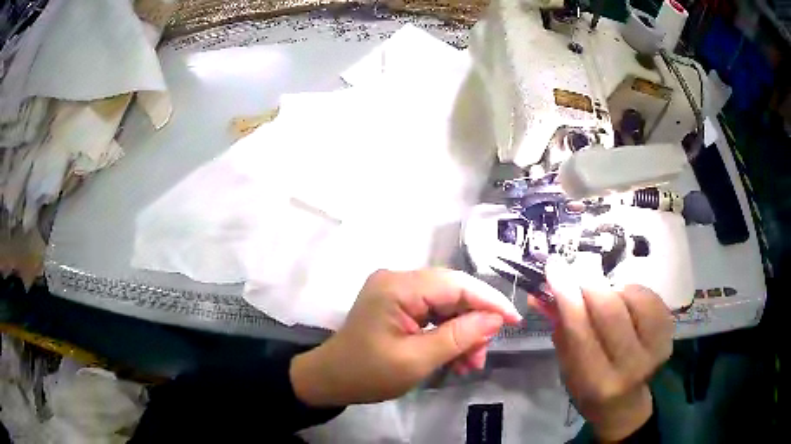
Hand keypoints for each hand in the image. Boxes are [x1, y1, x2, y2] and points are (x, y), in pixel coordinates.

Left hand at [290, 269, 521, 405]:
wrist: (331, 380)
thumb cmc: (367, 374)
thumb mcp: (416, 361)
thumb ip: (458, 337)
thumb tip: (495, 319)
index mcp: (398, 287)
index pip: (455, 284)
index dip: (489, 301)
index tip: (514, 320)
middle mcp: (398, 279)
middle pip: (453, 293)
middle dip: (474, 323)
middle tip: (482, 354)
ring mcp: (397, 290)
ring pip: (446, 305)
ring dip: (462, 333)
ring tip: (469, 363)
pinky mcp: (398, 304)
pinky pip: (433, 313)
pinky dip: (448, 334)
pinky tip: (456, 357)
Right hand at [529, 256, 673, 441]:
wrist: (625, 403)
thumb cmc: (589, 387)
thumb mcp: (567, 366)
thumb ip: (559, 327)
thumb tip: (540, 292)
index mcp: (597, 381)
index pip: (580, 330)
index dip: (566, 294)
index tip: (554, 266)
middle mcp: (630, 366)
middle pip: (610, 309)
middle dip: (589, 285)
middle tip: (577, 277)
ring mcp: (655, 348)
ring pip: (632, 296)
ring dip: (613, 290)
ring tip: (606, 301)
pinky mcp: (668, 334)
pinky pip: (650, 296)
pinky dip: (632, 291)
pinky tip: (626, 304)